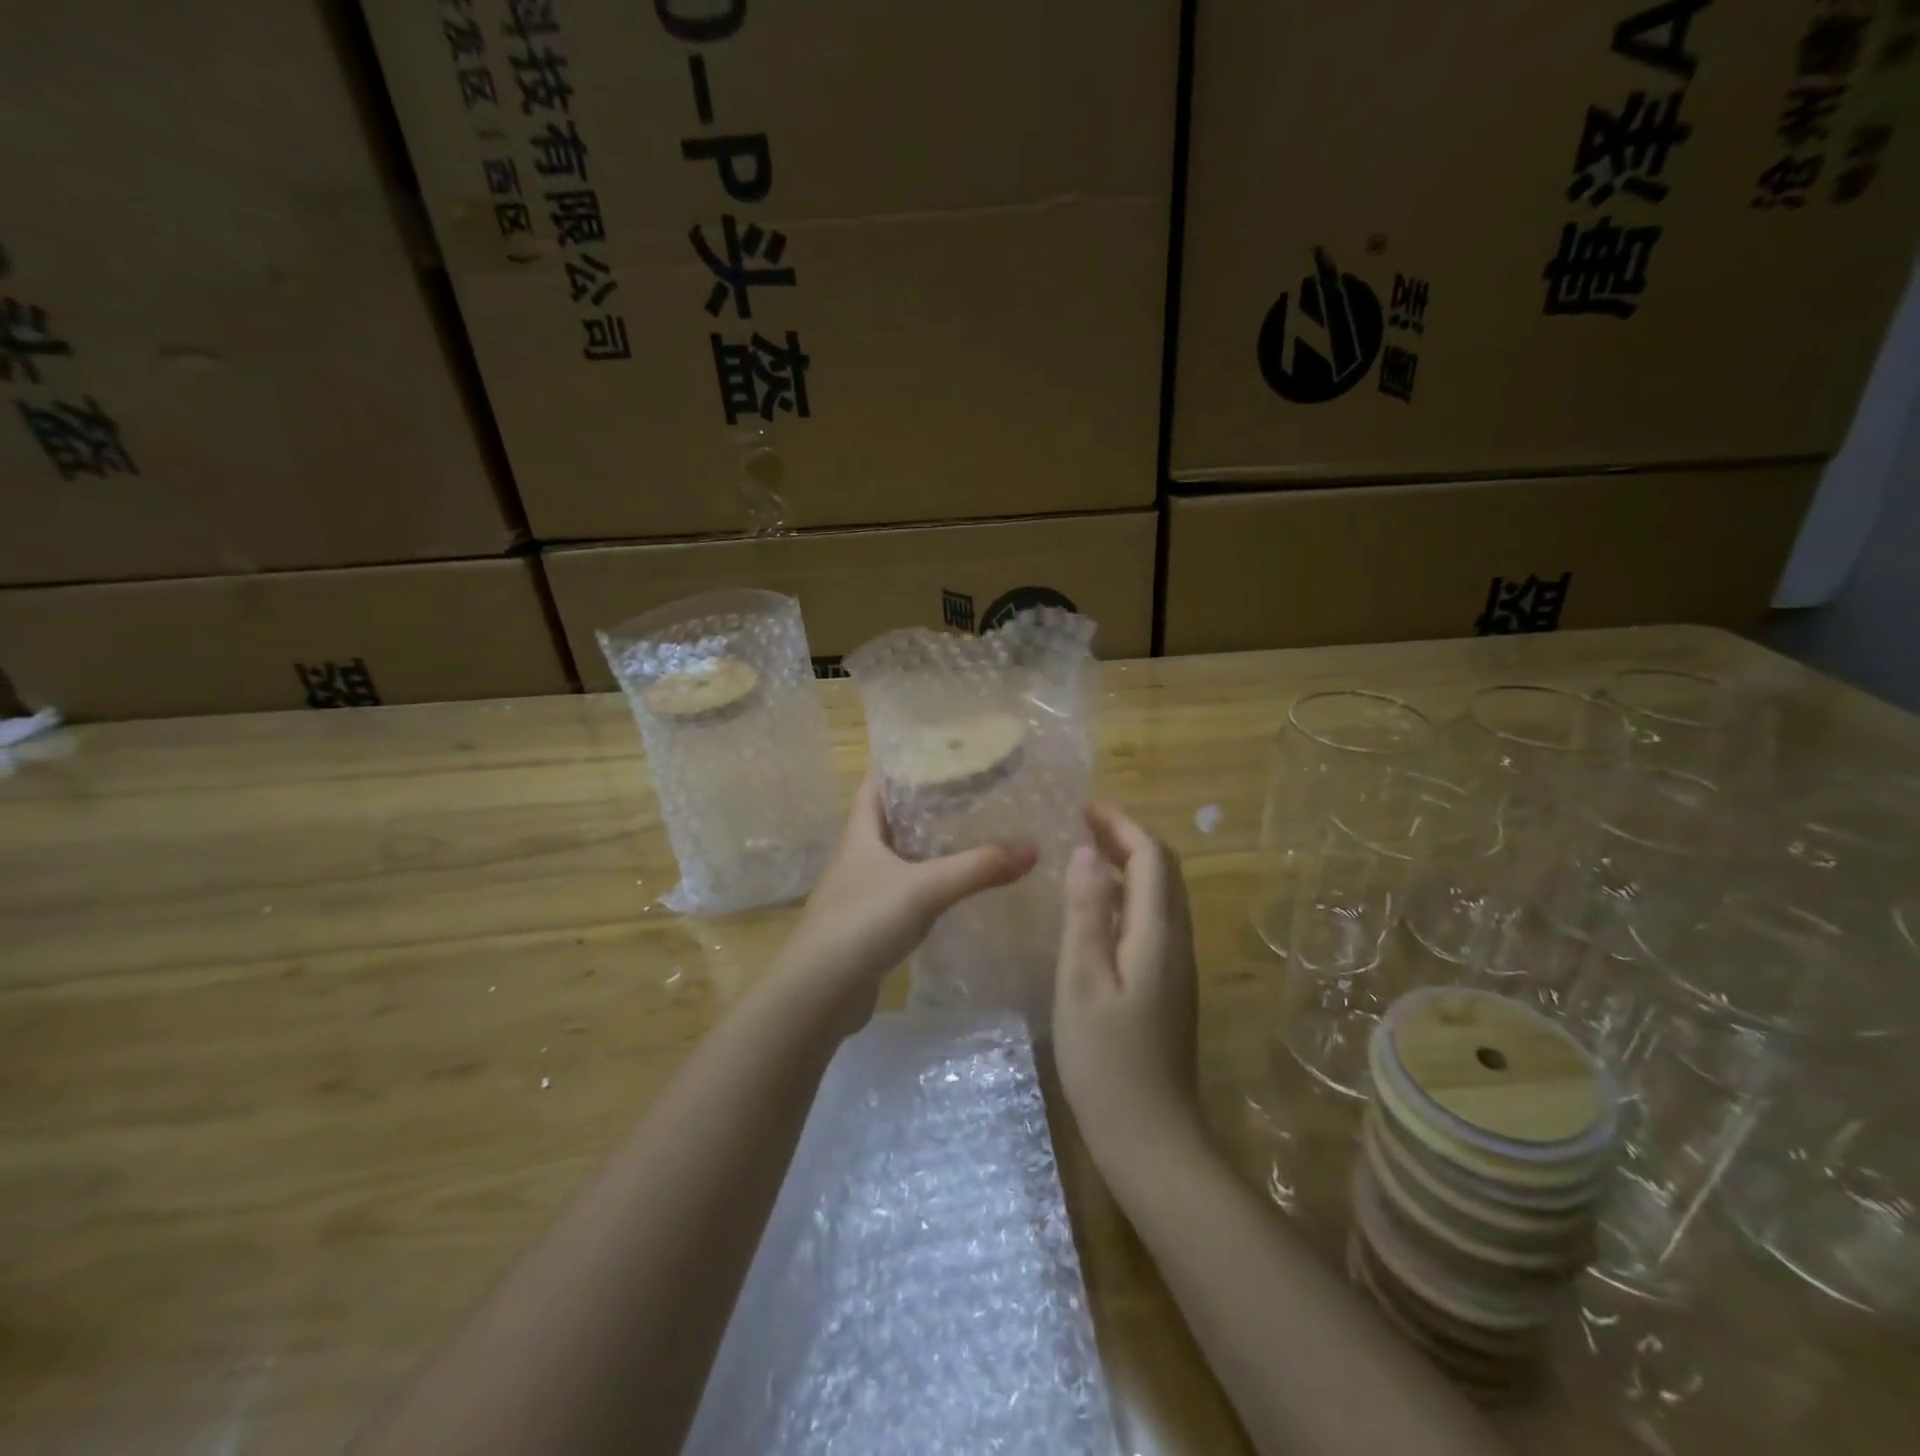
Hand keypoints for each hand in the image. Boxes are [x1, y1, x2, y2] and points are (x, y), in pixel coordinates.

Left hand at [775, 771, 1036, 1009]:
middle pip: (889, 818)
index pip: (876, 783)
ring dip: (925, 845)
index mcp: (860, 832)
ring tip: (968, 834)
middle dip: (923, 804)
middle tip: (968, 792)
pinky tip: (952, 889)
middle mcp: (857, 855)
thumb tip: (1032, 848)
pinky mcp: (867, 923)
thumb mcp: (927, 888)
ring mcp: (859, 891)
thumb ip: (979, 867)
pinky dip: (925, 883)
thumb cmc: (864, 922)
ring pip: (897, 856)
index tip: (938, 752)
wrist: (819, 992)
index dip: (900, 764)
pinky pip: (901, 891)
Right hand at [1054, 803, 1202, 1166]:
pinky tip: (1096, 910)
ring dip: (1129, 864)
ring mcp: (1177, 965)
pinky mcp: (1169, 986)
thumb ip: (1086, 913)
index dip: (1121, 824)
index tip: (1084, 806)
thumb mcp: (1082, 981)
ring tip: (1086, 854)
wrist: (1151, 1137)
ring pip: (1161, 895)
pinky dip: (1128, 896)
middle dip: (1127, 837)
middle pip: (1163, 870)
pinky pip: (1153, 920)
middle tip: (1083, 822)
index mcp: (1158, 934)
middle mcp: (1177, 941)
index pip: (1150, 857)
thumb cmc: (1107, 1060)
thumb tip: (1086, 851)